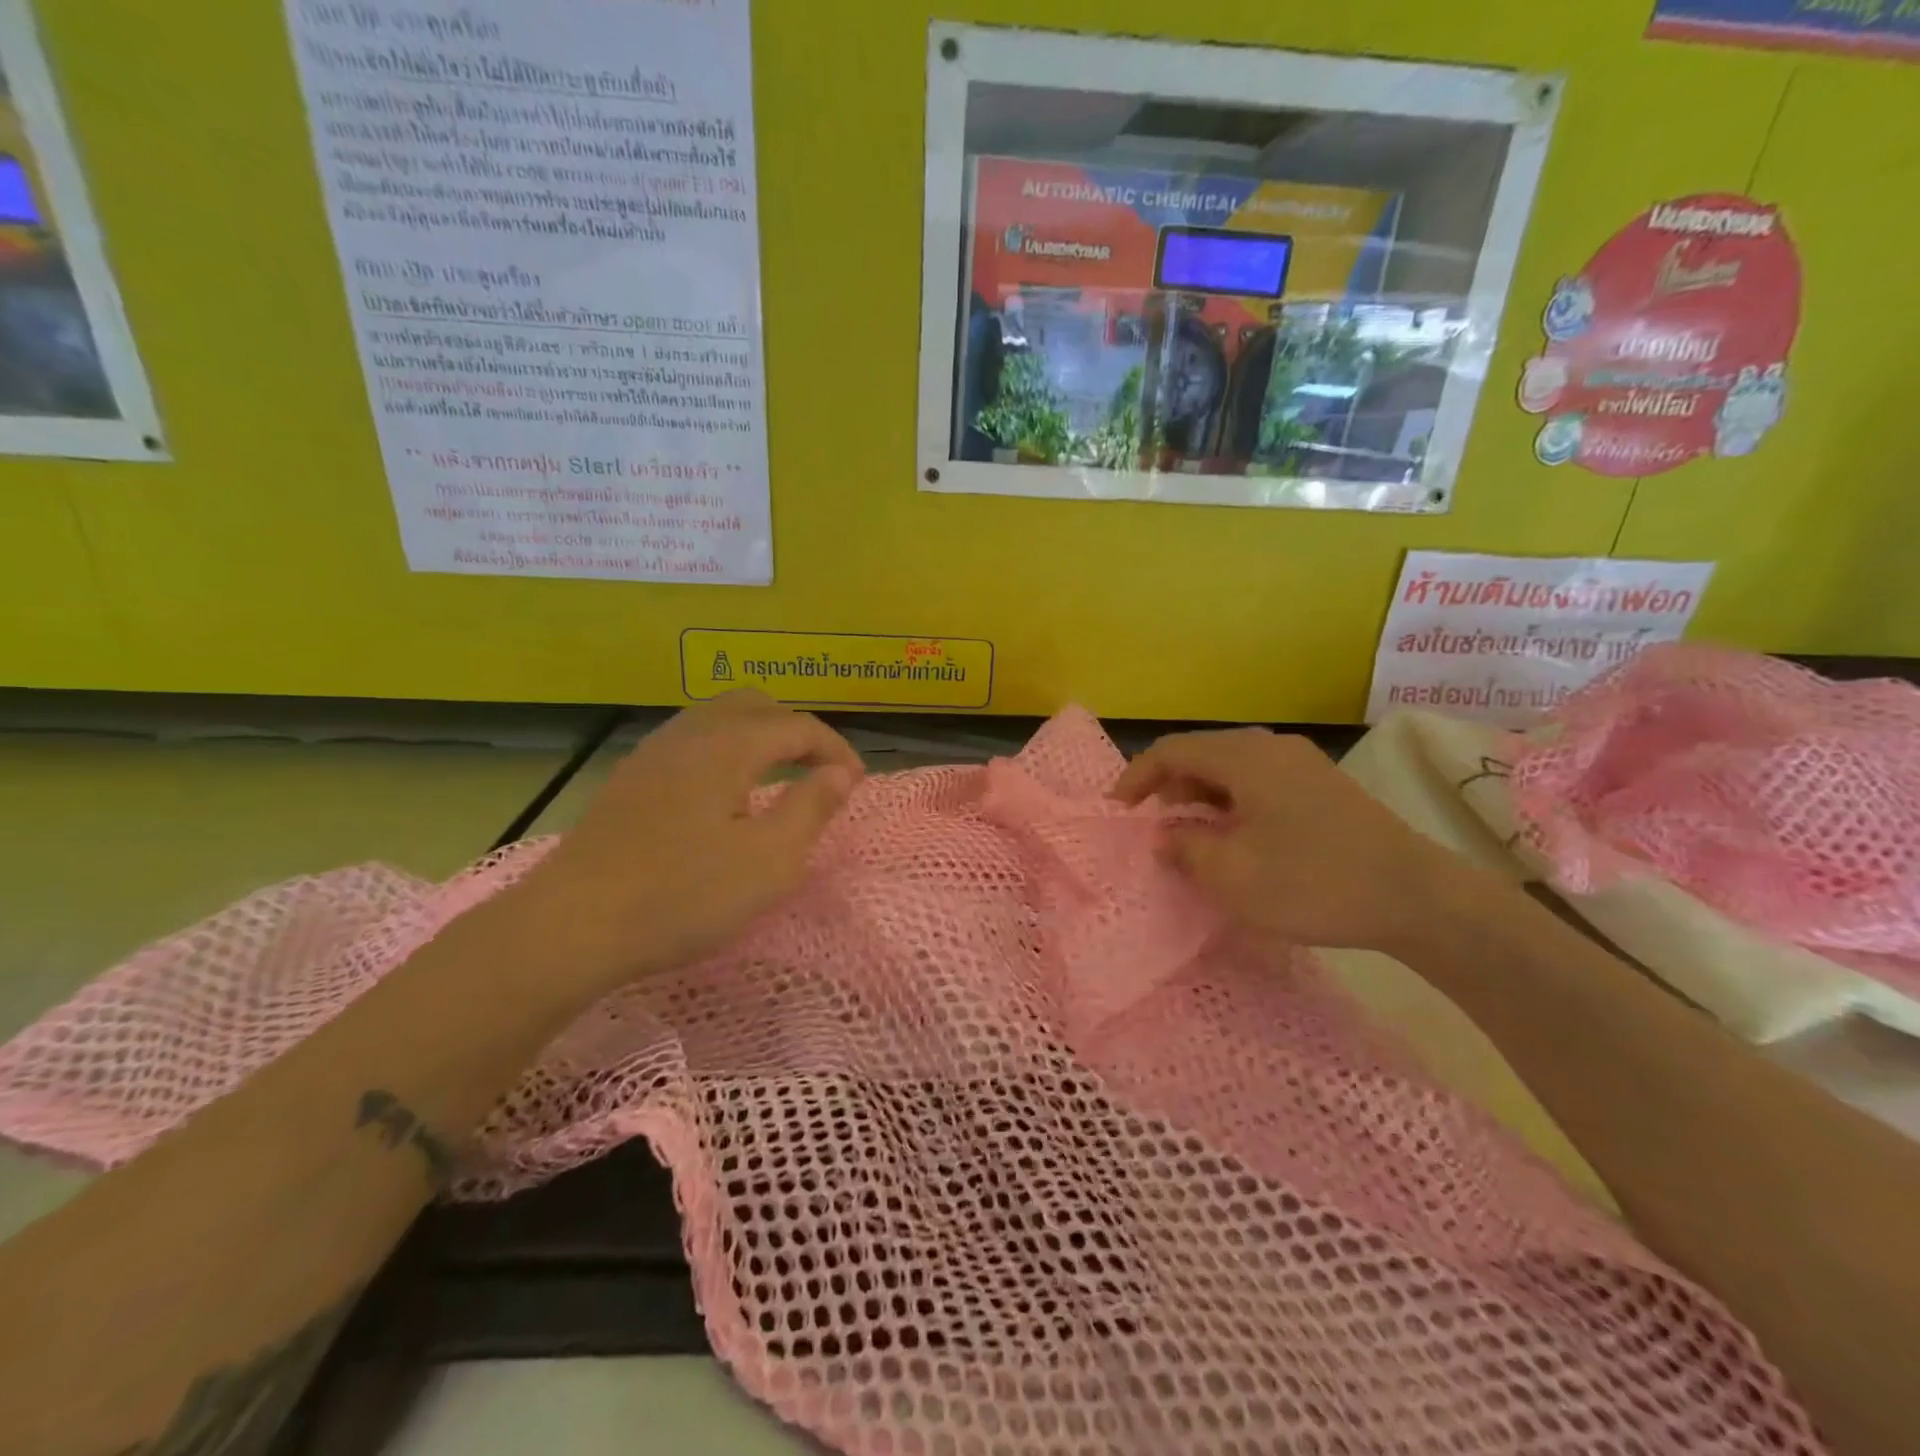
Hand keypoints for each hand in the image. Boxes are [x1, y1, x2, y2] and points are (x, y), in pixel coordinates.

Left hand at [502, 691, 863, 991]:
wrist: (571, 926)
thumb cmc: (682, 895)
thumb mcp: (769, 860)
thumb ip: (812, 807)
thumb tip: (840, 772)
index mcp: (728, 744)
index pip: (797, 726)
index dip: (835, 749)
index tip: (857, 784)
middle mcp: (690, 733)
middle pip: (755, 706)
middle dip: (796, 731)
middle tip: (819, 771)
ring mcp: (653, 753)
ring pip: (717, 719)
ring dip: (758, 738)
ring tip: (778, 777)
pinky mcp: (630, 779)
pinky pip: (691, 742)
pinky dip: (726, 751)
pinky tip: (724, 795)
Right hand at [1113, 728, 1475, 954]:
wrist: (1416, 897)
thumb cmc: (1312, 882)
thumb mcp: (1232, 875)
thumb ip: (1185, 849)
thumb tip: (1165, 836)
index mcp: (1245, 757)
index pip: (1172, 750)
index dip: (1137, 776)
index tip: (1118, 810)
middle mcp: (1271, 747)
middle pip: (1202, 753)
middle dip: (1169, 786)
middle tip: (1154, 825)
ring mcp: (1302, 764)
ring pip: (1231, 768)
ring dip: (1201, 796)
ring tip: (1190, 835)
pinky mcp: (1322, 786)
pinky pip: (1259, 781)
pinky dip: (1232, 802)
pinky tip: (1236, 837)